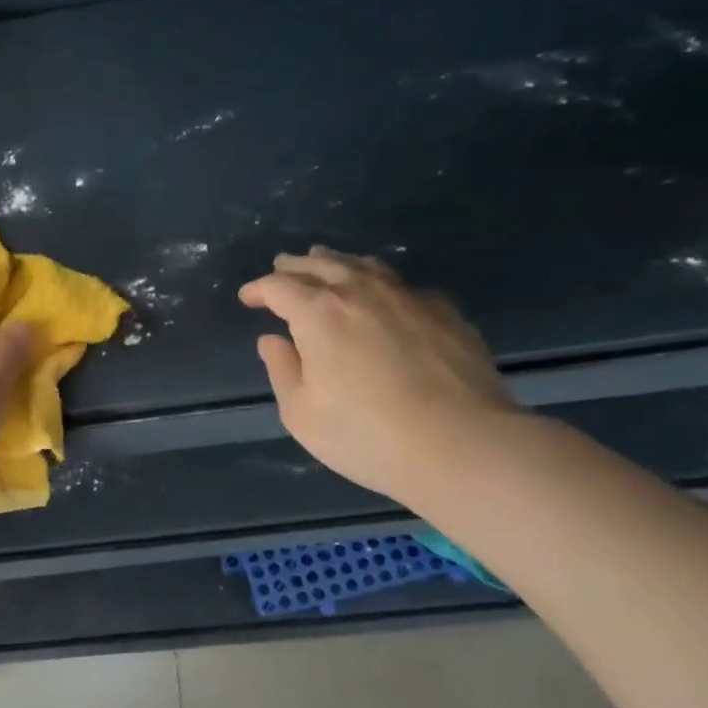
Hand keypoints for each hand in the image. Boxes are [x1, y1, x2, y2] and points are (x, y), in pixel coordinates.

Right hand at [239, 247, 518, 499]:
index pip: (278, 287)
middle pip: (321, 265)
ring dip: (338, 264)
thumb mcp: (302, 414)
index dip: (259, 289)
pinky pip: (403, 285)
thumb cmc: (365, 435)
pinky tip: (384, 297)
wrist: (460, 443)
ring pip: (365, 266)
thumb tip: (273, 340)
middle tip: (281, 269)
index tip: (248, 297)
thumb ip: (282, 370)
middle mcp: (360, 292)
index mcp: (318, 313)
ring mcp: (407, 297)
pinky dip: (381, 284)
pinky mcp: (444, 312)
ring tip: (327, 265)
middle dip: (295, 266)